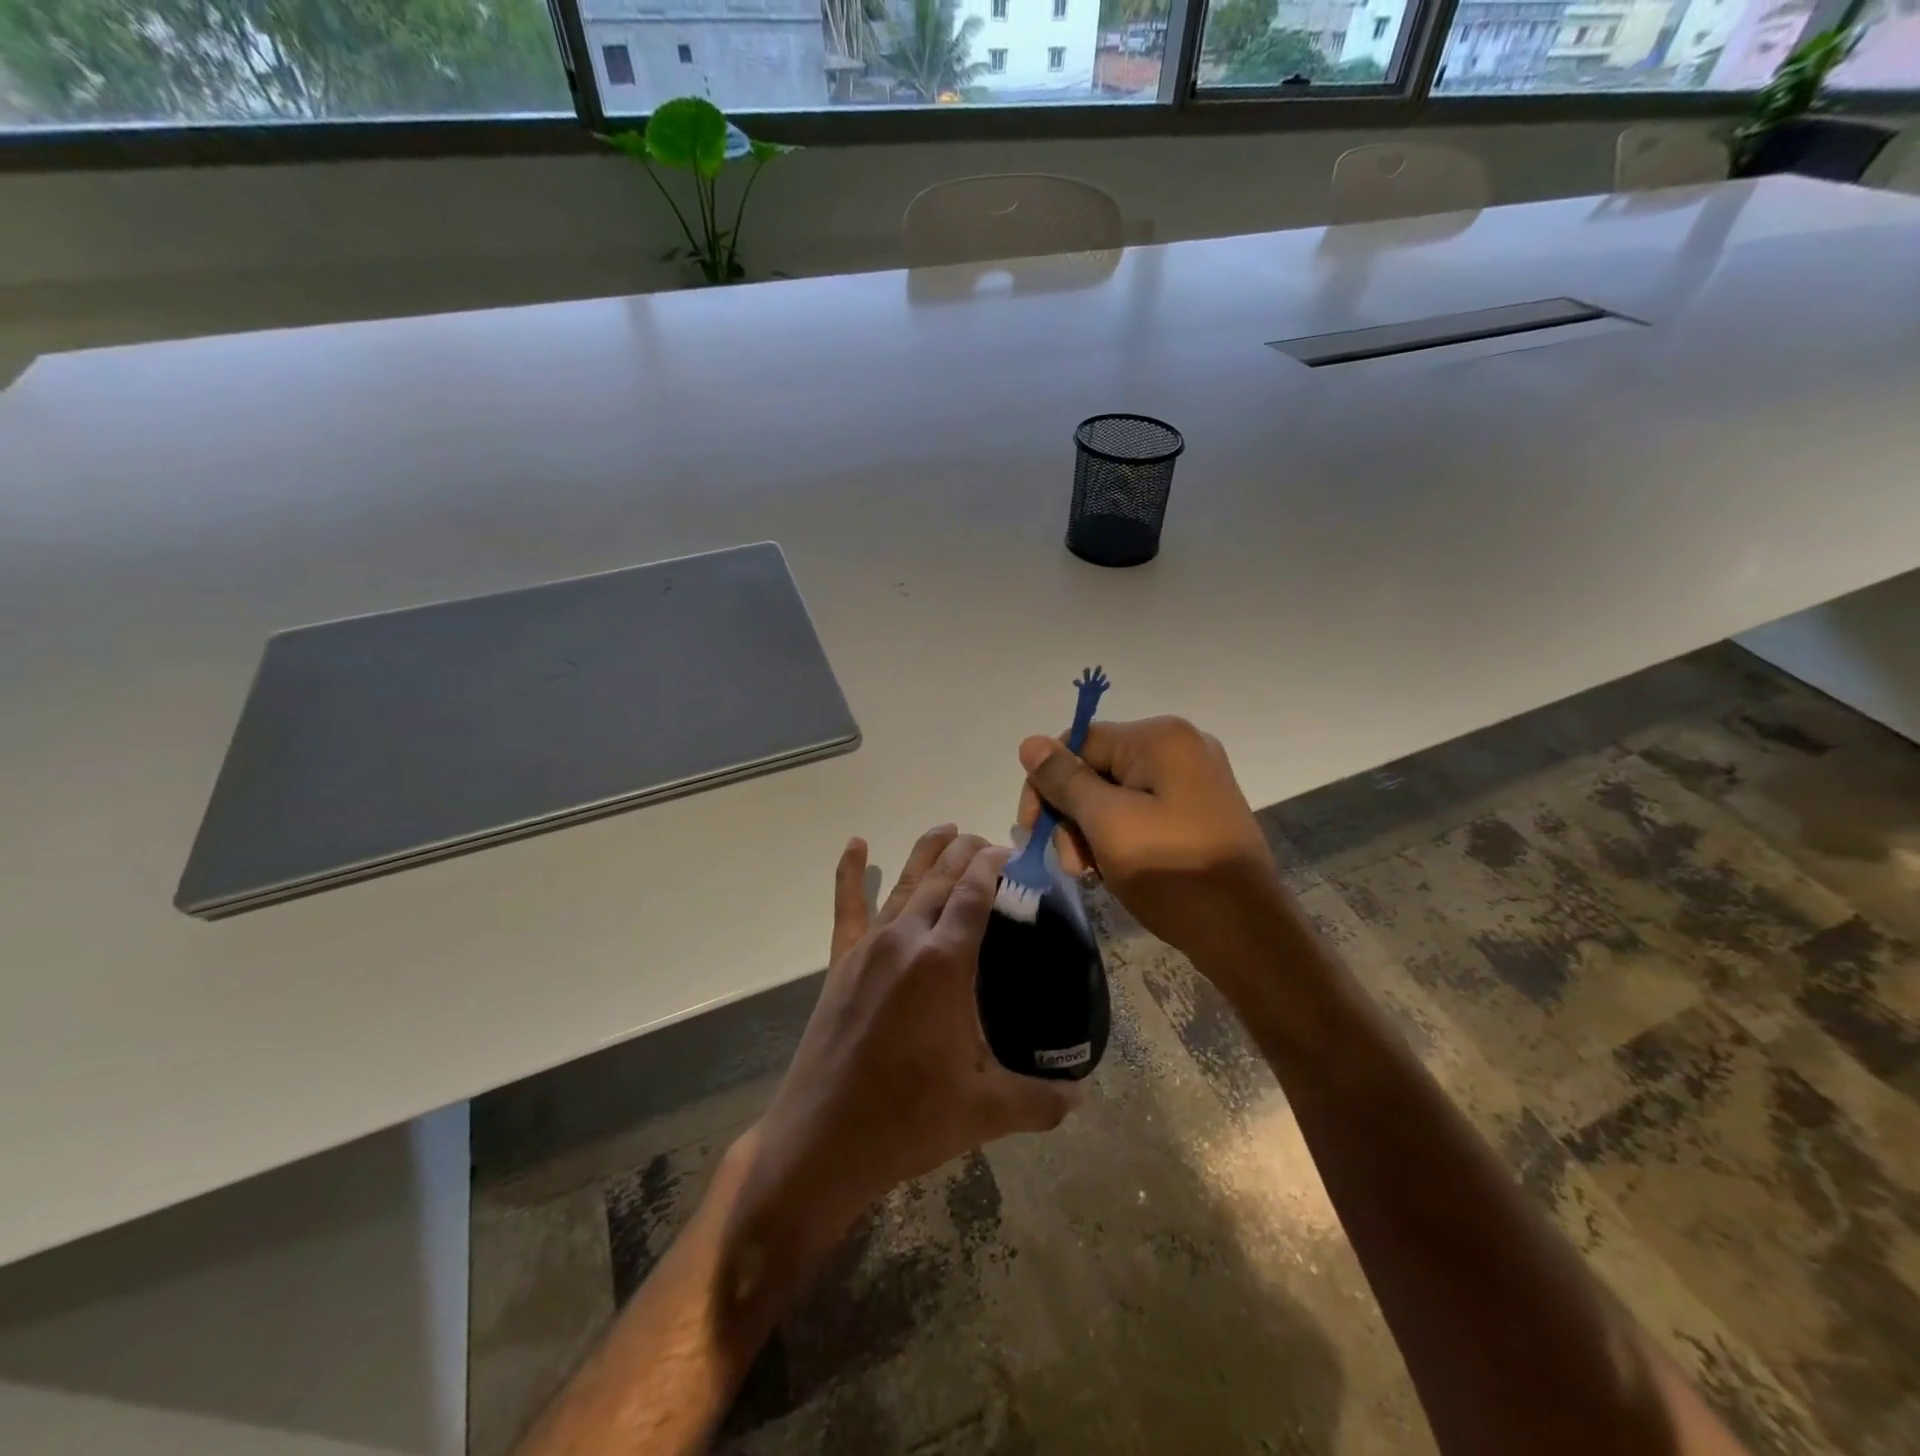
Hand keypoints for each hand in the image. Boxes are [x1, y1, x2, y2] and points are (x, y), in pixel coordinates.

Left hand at [732, 827, 1079, 1257]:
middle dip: (966, 853)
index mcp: (944, 962)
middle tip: (988, 841)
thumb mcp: (986, 1111)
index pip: (974, 893)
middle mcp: (906, 940)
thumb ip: (1041, 1100)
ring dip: (927, 853)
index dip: (993, 865)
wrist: (822, 1142)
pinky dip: (850, 872)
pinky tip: (855, 844)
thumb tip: (1082, 1097)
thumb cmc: (908, 1120)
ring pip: (903, 883)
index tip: (1011, 851)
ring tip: (947, 829)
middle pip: (941, 878)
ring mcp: (868, 948)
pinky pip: (847, 906)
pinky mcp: (840, 963)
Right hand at [1017, 717, 1285, 968]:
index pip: (1077, 742)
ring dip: (1091, 830)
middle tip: (1069, 863)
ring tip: (1090, 872)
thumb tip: (1029, 743)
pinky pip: (1141, 810)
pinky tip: (1112, 869)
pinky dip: (1118, 836)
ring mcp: (1193, 779)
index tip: (1032, 831)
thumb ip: (1064, 781)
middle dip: (1071, 814)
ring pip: (1115, 794)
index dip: (1046, 784)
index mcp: (1160, 738)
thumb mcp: (1107, 824)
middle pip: (1096, 768)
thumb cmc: (1171, 872)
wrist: (1246, 933)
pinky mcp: (1198, 810)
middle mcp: (1180, 747)